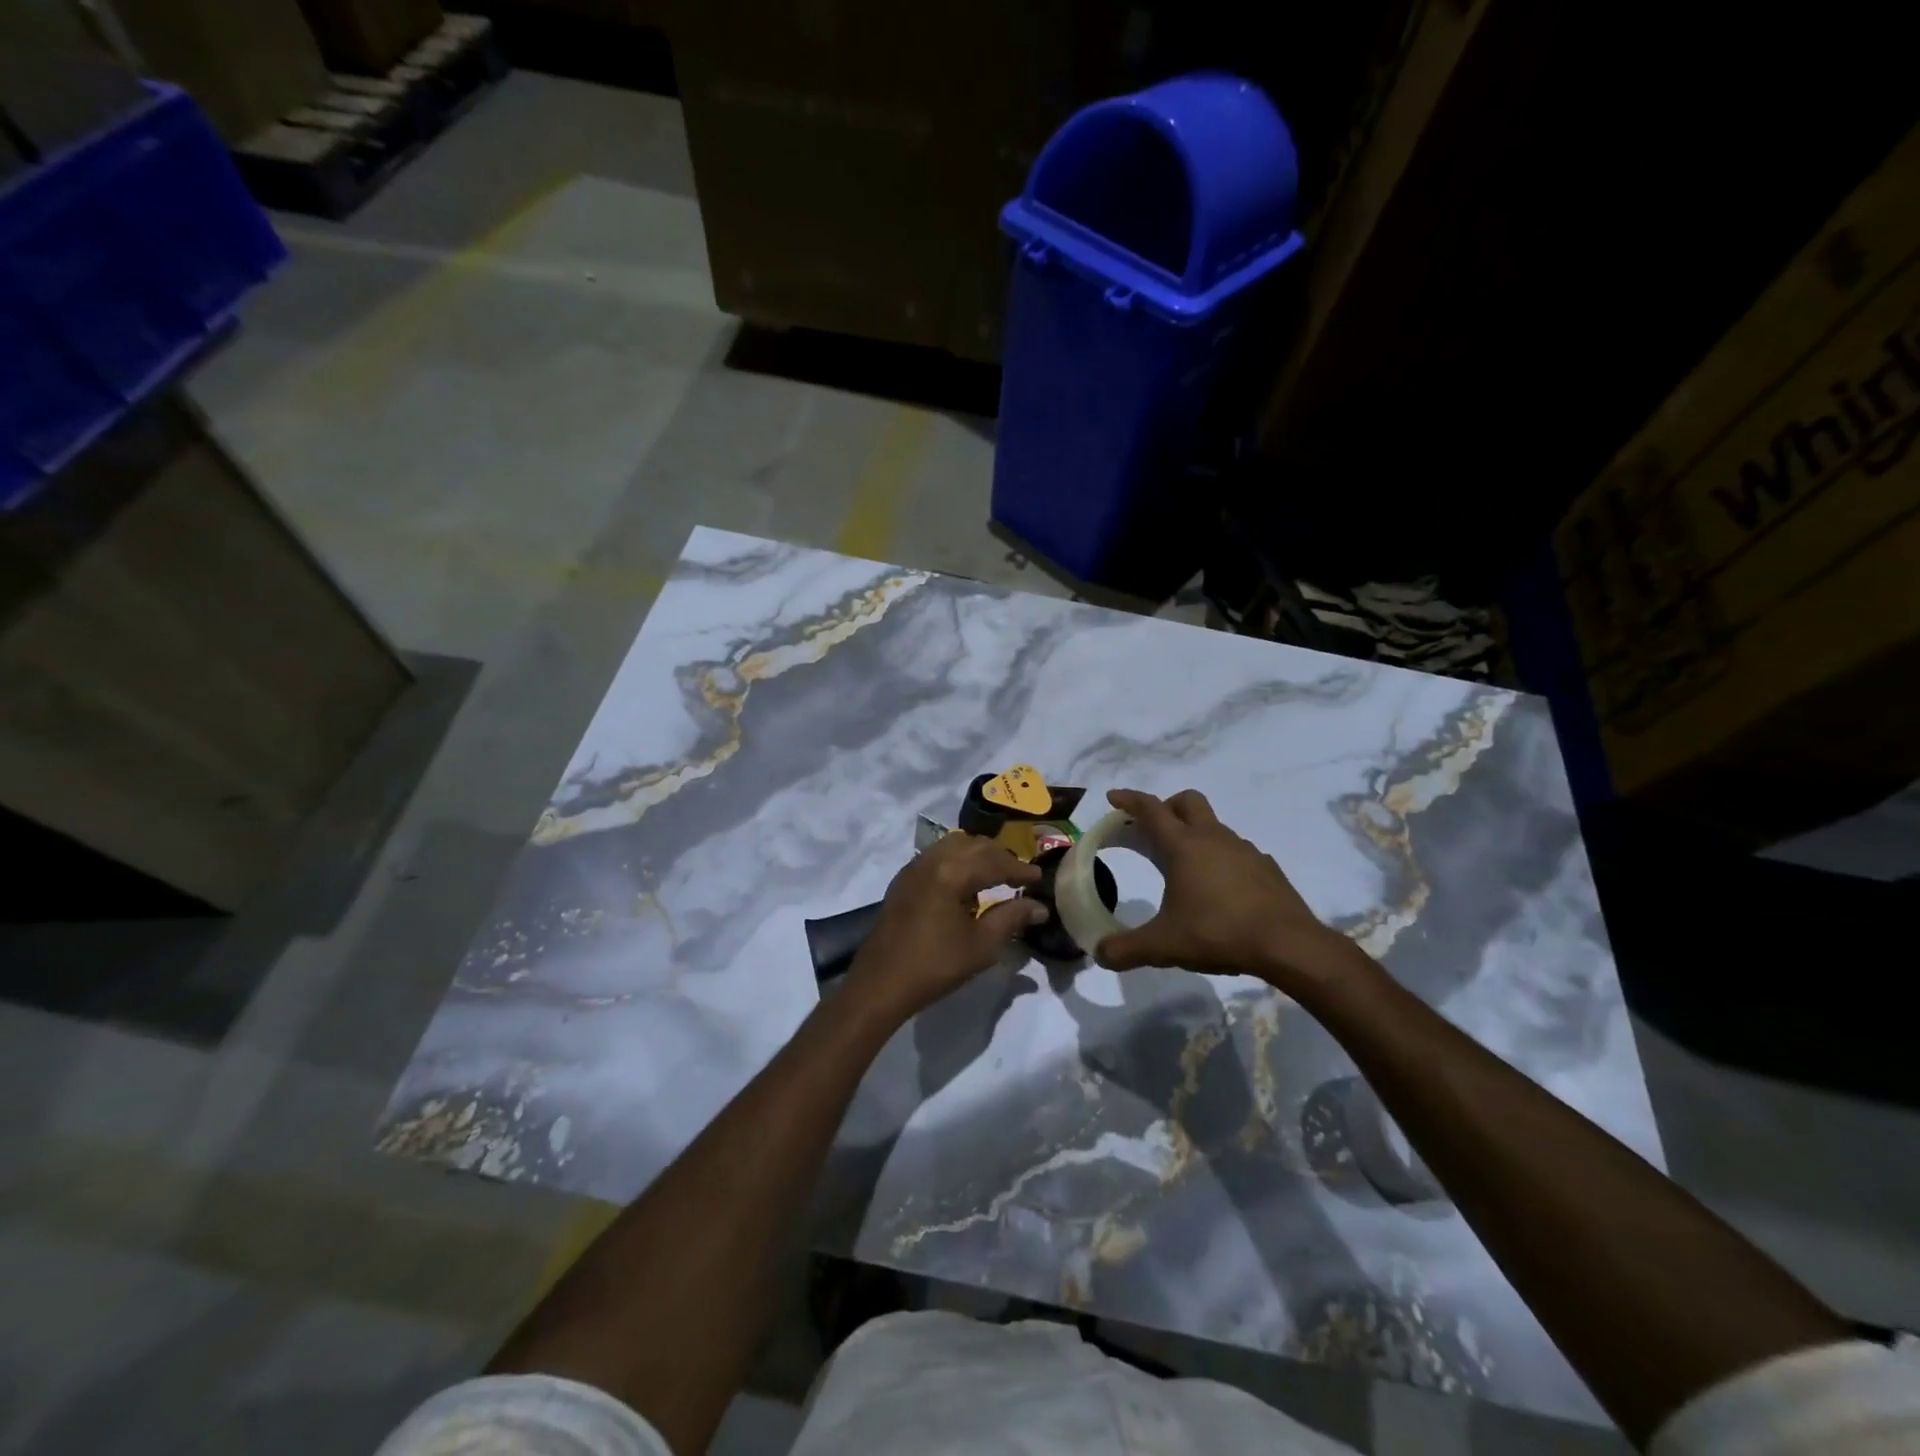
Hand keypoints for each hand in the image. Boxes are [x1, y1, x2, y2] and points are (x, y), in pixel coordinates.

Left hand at [841, 833, 1045, 1023]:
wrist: (881, 983)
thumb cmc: (935, 965)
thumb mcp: (981, 945)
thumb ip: (1012, 918)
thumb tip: (1039, 907)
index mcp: (952, 872)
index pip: (995, 861)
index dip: (1020, 869)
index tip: (1040, 879)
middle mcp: (932, 860)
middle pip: (974, 846)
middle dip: (1000, 857)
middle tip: (1020, 876)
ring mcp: (914, 868)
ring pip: (954, 846)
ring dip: (978, 855)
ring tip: (995, 875)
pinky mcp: (903, 880)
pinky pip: (937, 857)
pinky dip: (957, 861)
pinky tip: (965, 884)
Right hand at [1095, 788, 1353, 992]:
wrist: (1289, 945)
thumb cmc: (1219, 933)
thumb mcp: (1164, 946)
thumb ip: (1126, 949)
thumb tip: (1099, 953)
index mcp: (1183, 846)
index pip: (1151, 809)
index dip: (1130, 800)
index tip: (1114, 798)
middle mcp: (1213, 838)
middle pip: (1187, 801)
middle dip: (1166, 806)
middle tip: (1152, 829)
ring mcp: (1244, 850)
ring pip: (1214, 826)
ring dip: (1195, 834)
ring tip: (1185, 867)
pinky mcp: (1266, 868)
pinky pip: (1237, 852)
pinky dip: (1221, 859)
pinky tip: (1220, 888)